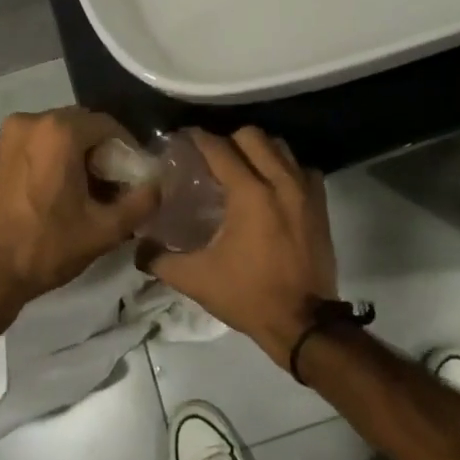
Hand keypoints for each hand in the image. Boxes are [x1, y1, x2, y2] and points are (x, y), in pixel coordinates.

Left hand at [0, 107, 161, 307]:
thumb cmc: (44, 246)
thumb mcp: (103, 230)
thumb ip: (140, 203)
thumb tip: (159, 186)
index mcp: (60, 130)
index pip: (109, 125)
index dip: (128, 149)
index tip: (136, 177)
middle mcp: (33, 120)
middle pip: (83, 126)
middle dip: (103, 152)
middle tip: (116, 186)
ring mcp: (11, 134)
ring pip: (60, 135)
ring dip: (79, 155)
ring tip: (91, 192)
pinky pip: (39, 144)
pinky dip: (56, 159)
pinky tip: (62, 191)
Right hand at [149, 128, 336, 367]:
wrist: (303, 323)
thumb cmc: (248, 295)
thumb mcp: (197, 279)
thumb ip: (161, 260)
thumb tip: (138, 248)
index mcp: (249, 194)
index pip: (219, 149)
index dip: (198, 138)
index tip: (184, 137)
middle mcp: (279, 182)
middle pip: (252, 136)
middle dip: (229, 139)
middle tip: (213, 157)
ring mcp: (305, 191)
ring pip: (280, 147)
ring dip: (259, 150)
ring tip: (243, 167)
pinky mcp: (321, 205)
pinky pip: (302, 169)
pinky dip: (286, 168)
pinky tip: (273, 186)